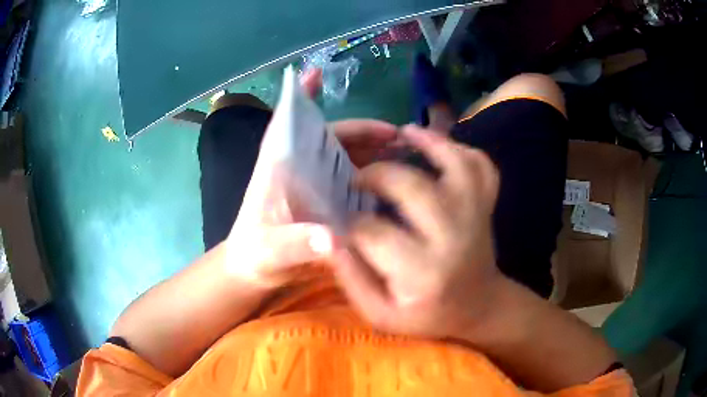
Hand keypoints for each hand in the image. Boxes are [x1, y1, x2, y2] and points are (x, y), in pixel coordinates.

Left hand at [223, 71, 398, 286]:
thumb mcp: (270, 252)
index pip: (291, 124)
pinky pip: (351, 181)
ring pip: (346, 157)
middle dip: (364, 131)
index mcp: (280, 168)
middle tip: (400, 136)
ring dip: (373, 151)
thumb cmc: (254, 255)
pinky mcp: (324, 201)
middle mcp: (299, 169)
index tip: (313, 73)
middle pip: (332, 139)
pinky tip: (396, 184)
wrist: (252, 273)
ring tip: (407, 155)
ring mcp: (314, 185)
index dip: (301, 98)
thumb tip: (333, 239)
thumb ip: (295, 245)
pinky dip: (372, 176)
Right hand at [333, 125, 501, 337]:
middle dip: (376, 174)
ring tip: (402, 134)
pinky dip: (462, 149)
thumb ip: (352, 279)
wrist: (478, 306)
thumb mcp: (380, 313)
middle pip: (412, 186)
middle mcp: (452, 237)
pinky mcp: (486, 205)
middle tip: (359, 179)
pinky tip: (440, 146)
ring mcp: (475, 215)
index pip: (372, 231)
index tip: (339, 219)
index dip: (349, 221)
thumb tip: (328, 237)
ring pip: (455, 163)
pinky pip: (481, 166)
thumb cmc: (427, 315)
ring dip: (428, 142)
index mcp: (422, 272)